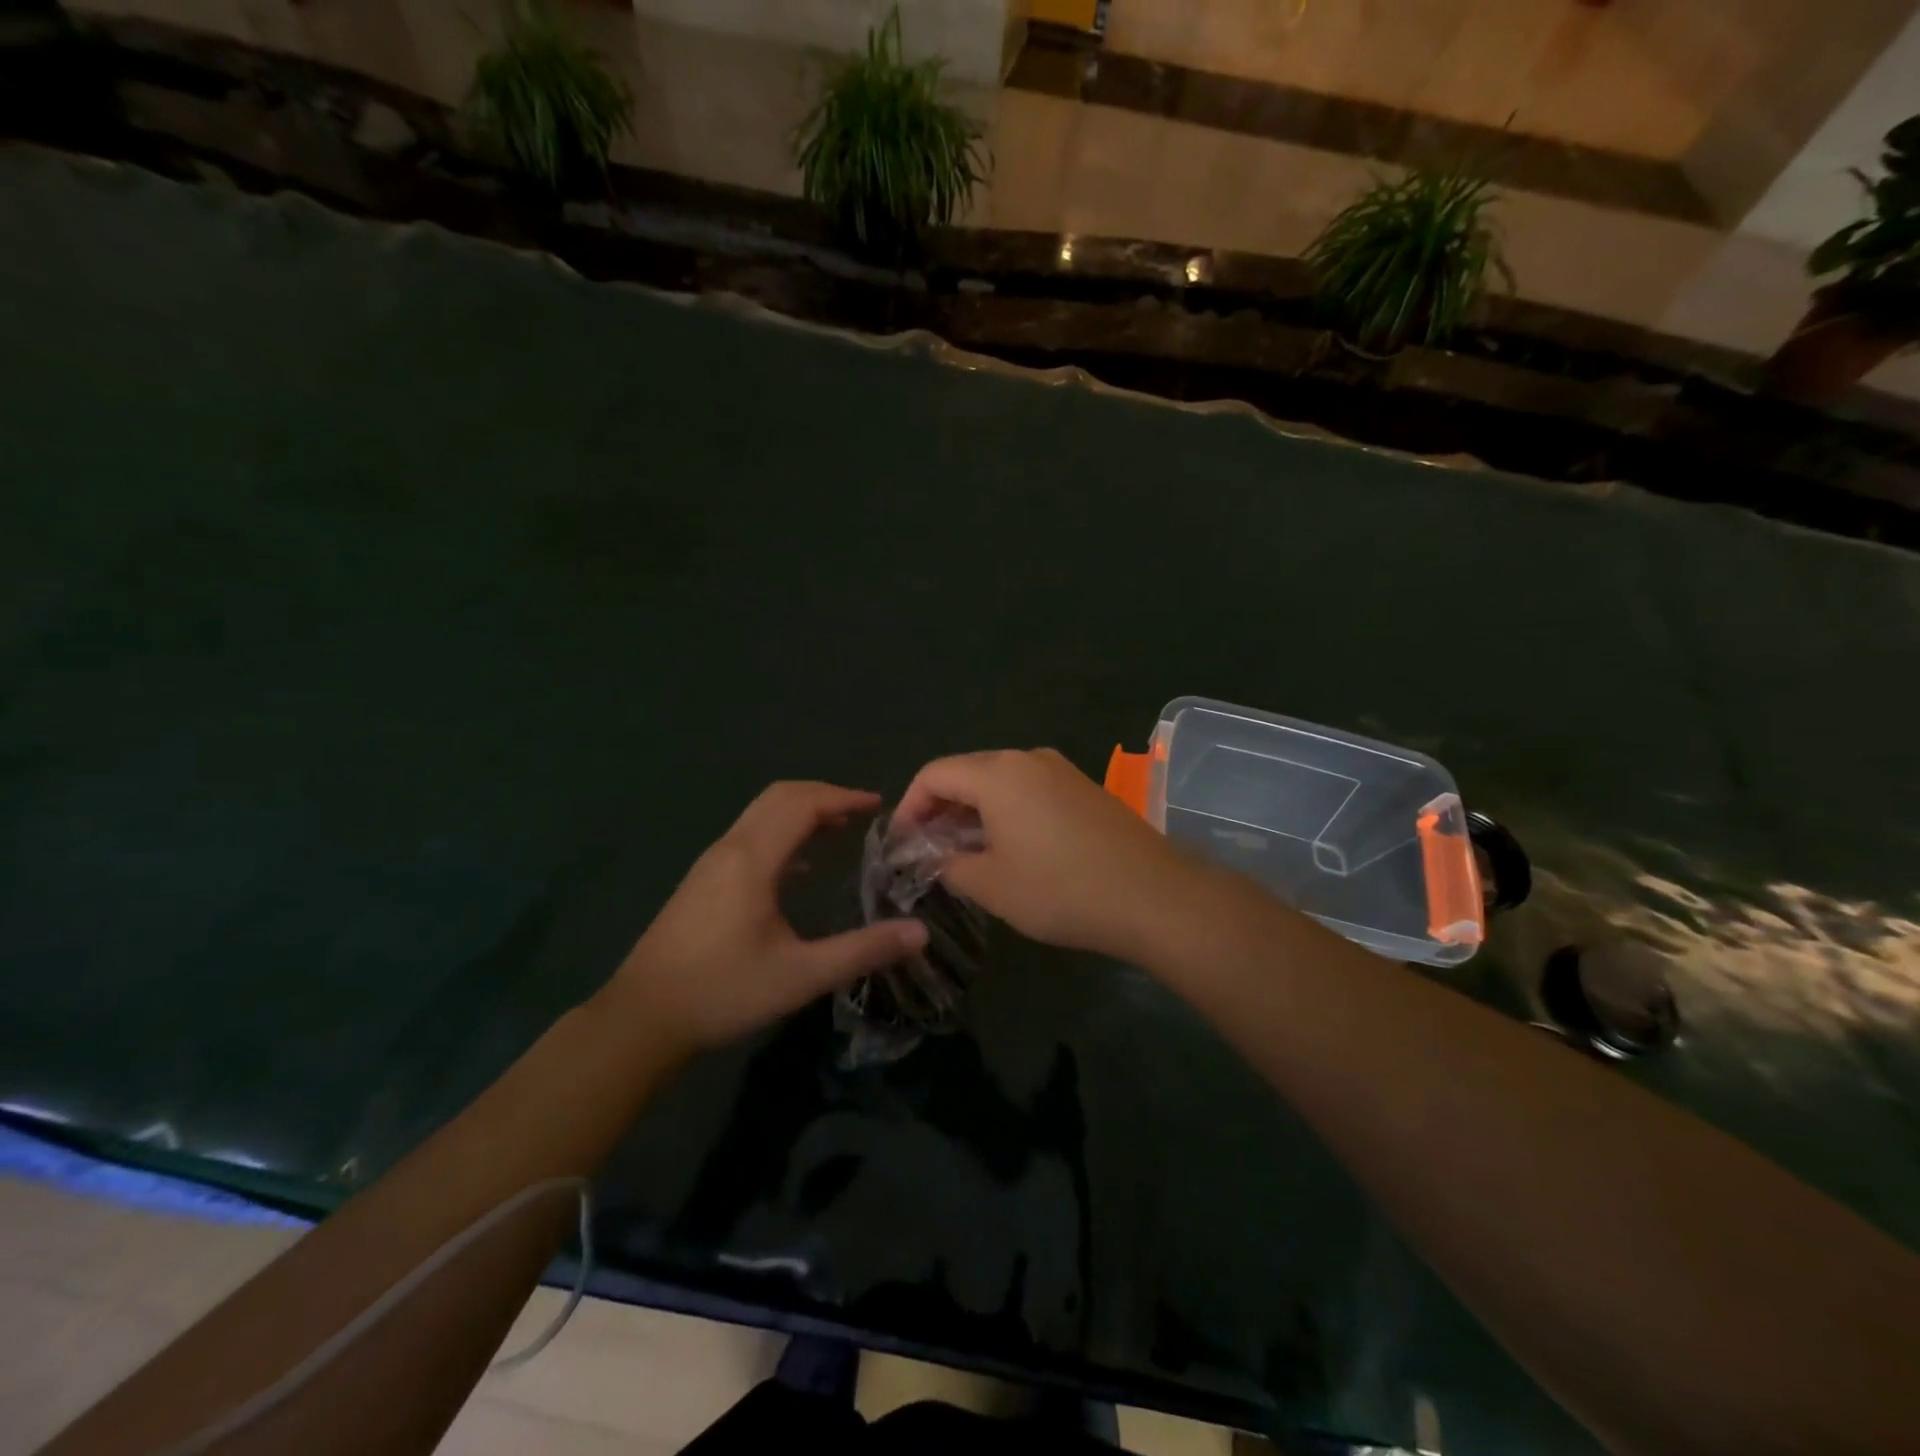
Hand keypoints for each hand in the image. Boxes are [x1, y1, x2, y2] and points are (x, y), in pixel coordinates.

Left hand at [608, 782, 927, 1054]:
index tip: (878, 805)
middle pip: (780, 797)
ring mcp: (711, 864)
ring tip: (839, 830)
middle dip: (824, 796)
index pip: (802, 804)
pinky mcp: (702, 882)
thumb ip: (862, 950)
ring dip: (801, 812)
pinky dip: (781, 832)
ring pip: (760, 814)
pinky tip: (799, 868)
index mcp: (752, 859)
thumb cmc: (723, 991)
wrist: (642, 1018)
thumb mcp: (801, 975)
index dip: (843, 797)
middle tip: (862, 813)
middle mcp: (730, 849)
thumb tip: (919, 933)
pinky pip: (749, 836)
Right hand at [893, 748, 1194, 959]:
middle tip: (928, 851)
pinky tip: (1010, 847)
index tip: (901, 844)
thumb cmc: (1061, 889)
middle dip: (940, 809)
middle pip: (967, 773)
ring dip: (974, 811)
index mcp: (997, 774)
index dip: (909, 807)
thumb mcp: (992, 885)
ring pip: (999, 781)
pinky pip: (1029, 789)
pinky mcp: (1084, 787)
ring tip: (965, 852)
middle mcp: (1028, 758)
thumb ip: (949, 865)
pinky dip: (1006, 811)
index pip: (934, 775)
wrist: (1152, 895)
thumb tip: (935, 857)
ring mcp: (1061, 770)